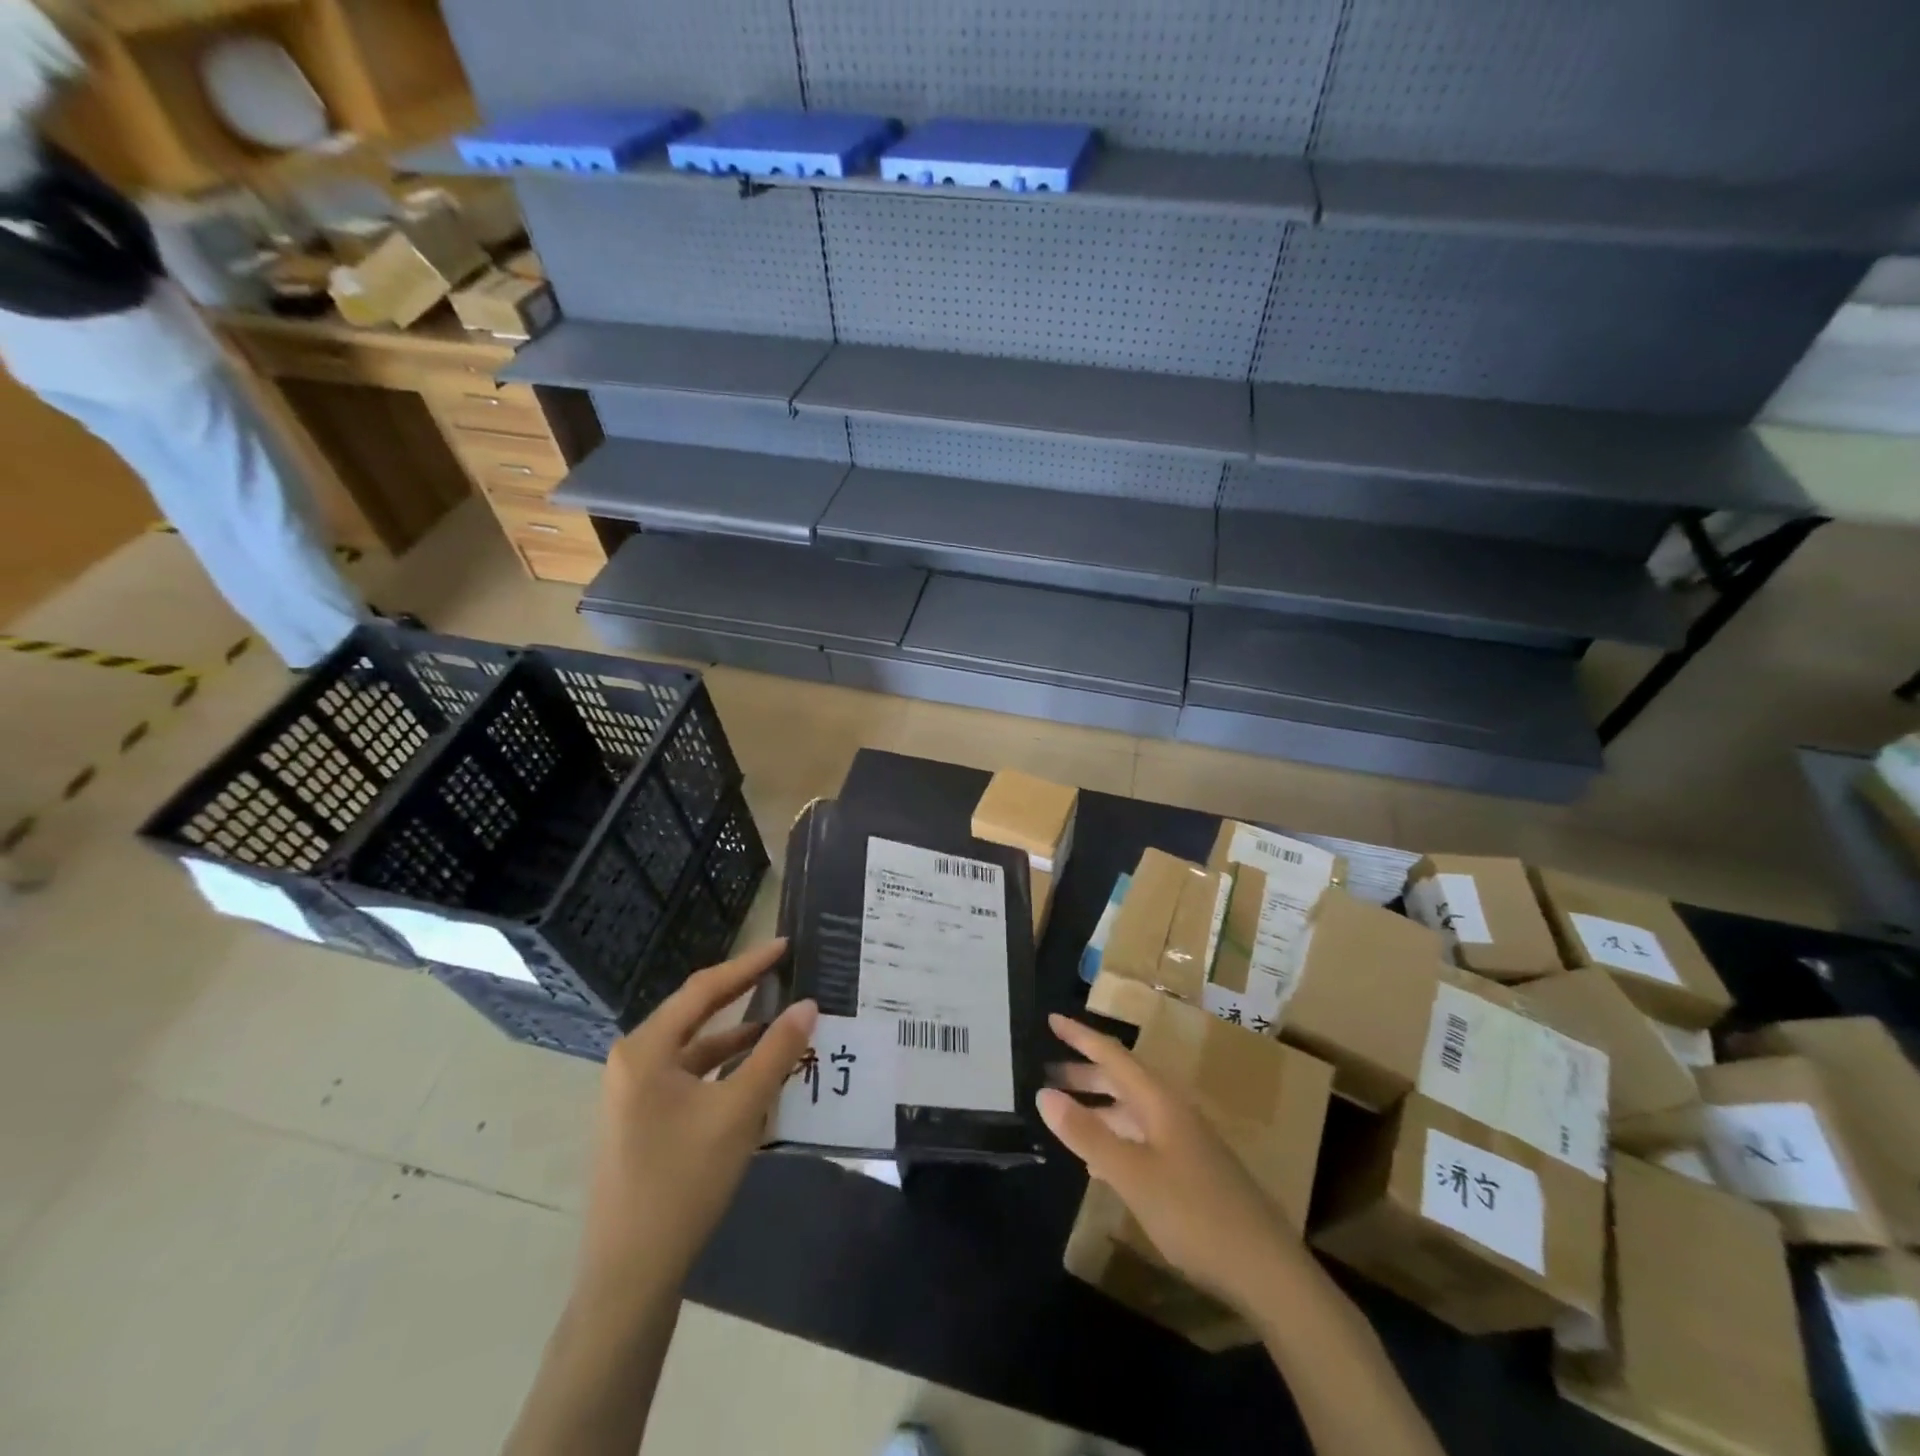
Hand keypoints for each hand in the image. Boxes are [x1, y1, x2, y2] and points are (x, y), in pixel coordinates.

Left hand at [576, 941, 816, 1296]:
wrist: (630, 1277)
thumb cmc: (682, 1183)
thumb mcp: (738, 1112)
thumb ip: (776, 1053)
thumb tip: (808, 1004)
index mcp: (645, 1050)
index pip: (704, 990)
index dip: (748, 965)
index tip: (785, 945)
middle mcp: (633, 1062)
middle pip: (697, 1014)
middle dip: (743, 994)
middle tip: (785, 972)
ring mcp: (634, 1094)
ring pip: (695, 1049)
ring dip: (737, 1036)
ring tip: (783, 1022)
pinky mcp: (642, 1121)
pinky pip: (689, 1077)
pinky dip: (723, 1069)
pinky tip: (757, 1072)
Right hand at [1039, 1012, 1297, 1310]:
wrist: (1266, 1270)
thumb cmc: (1194, 1213)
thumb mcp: (1132, 1174)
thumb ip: (1087, 1133)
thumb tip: (1043, 1094)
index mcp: (1159, 1101)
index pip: (1112, 1055)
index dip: (1080, 1036)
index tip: (1051, 1019)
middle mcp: (1172, 1111)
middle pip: (1122, 1079)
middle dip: (1084, 1073)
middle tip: (1046, 1072)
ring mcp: (1184, 1142)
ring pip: (1131, 1110)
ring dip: (1098, 1106)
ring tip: (1065, 1112)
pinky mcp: (1190, 1171)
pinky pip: (1141, 1138)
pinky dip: (1114, 1137)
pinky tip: (1098, 1159)